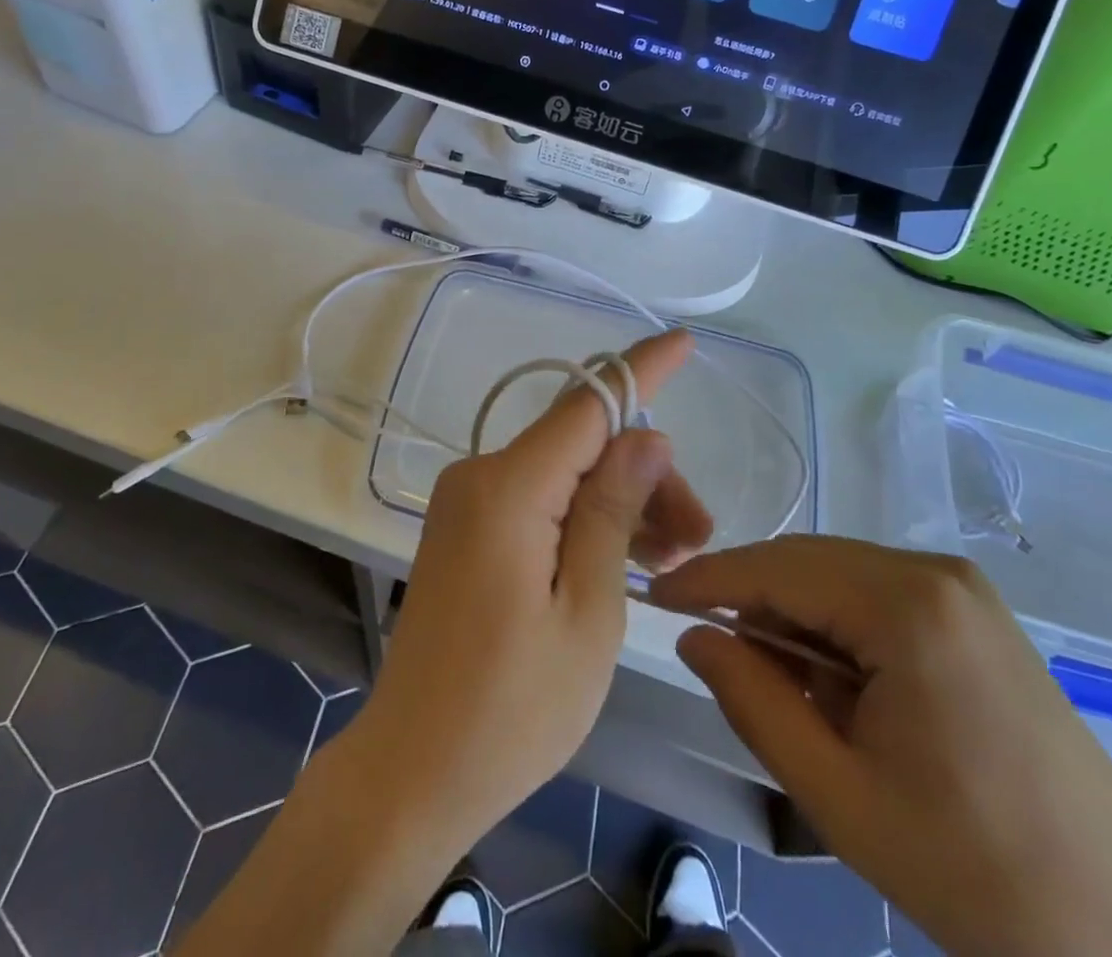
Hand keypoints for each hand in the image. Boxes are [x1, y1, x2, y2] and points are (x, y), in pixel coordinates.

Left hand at [180, 329, 712, 955]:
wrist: (414, 770)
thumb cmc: (512, 708)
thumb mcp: (586, 612)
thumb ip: (612, 512)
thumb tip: (645, 435)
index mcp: (507, 489)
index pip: (586, 405)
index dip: (640, 371)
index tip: (684, 341)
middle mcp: (481, 476)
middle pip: (582, 444)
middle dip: (646, 476)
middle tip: (697, 537)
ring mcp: (469, 501)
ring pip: (565, 472)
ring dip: (621, 501)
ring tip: (674, 556)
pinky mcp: (469, 528)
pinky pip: (540, 498)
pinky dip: (586, 517)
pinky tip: (628, 556)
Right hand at [650, 537, 1111, 956]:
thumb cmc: (976, 872)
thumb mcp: (838, 794)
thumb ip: (752, 700)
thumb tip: (695, 635)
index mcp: (905, 604)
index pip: (776, 567)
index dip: (707, 579)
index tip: (652, 598)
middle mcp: (934, 571)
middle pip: (807, 563)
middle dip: (753, 603)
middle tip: (715, 657)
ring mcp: (961, 588)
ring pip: (839, 578)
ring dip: (797, 621)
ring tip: (786, 692)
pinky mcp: (974, 613)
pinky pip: (876, 596)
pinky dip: (839, 629)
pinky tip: (840, 688)